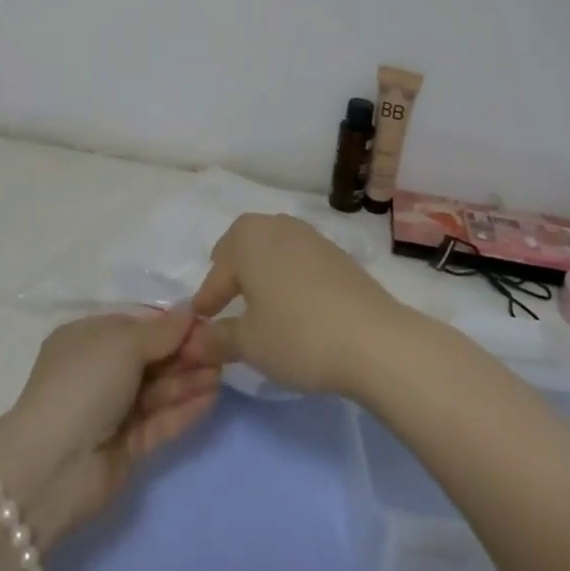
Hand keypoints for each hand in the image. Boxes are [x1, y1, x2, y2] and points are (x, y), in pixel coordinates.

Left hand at [0, 311, 219, 545]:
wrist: (55, 464)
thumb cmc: (85, 383)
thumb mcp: (123, 343)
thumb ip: (161, 331)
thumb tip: (189, 312)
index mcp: (87, 339)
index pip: (135, 326)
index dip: (169, 325)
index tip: (203, 322)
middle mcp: (98, 371)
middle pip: (149, 358)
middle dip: (183, 353)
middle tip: (221, 348)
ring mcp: (111, 411)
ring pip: (157, 389)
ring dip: (188, 380)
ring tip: (223, 371)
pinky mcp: (125, 446)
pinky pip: (159, 420)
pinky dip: (183, 408)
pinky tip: (211, 397)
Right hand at [191, 213, 407, 397]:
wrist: (374, 340)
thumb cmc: (298, 335)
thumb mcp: (249, 344)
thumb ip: (217, 338)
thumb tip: (195, 341)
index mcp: (248, 239)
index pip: (217, 272)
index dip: (206, 299)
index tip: (199, 320)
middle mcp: (277, 226)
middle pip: (244, 243)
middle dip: (231, 268)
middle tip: (224, 294)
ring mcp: (311, 237)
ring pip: (274, 247)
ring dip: (262, 269)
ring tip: (259, 299)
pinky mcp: (338, 254)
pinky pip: (300, 259)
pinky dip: (288, 275)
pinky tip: (294, 303)